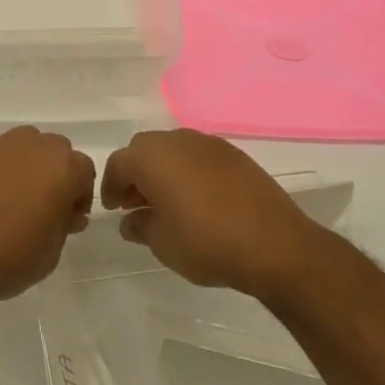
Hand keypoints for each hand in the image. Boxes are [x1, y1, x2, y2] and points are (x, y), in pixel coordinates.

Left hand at [0, 127, 95, 306]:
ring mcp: (0, 144)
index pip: (84, 170)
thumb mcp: (52, 252)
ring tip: (13, 200)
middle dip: (55, 175)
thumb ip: (64, 224)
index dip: (80, 195)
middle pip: (56, 151)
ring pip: (25, 146)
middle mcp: (33, 144)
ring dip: (28, 166)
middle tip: (43, 208)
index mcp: (61, 166)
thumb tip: (65, 212)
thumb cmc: (9, 258)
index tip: (67, 219)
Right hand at [100, 129, 323, 299]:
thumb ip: (140, 227)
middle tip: (136, 204)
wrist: (274, 243)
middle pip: (144, 150)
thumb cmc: (207, 243)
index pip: (118, 163)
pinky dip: (189, 171)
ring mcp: (206, 143)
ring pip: (172, 149)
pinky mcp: (232, 153)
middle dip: (136, 174)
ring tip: (168, 203)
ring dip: (163, 170)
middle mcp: (175, 140)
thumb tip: (130, 220)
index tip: (113, 209)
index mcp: (151, 157)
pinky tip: (198, 199)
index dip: (111, 186)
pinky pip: (198, 156)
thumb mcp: (163, 244)